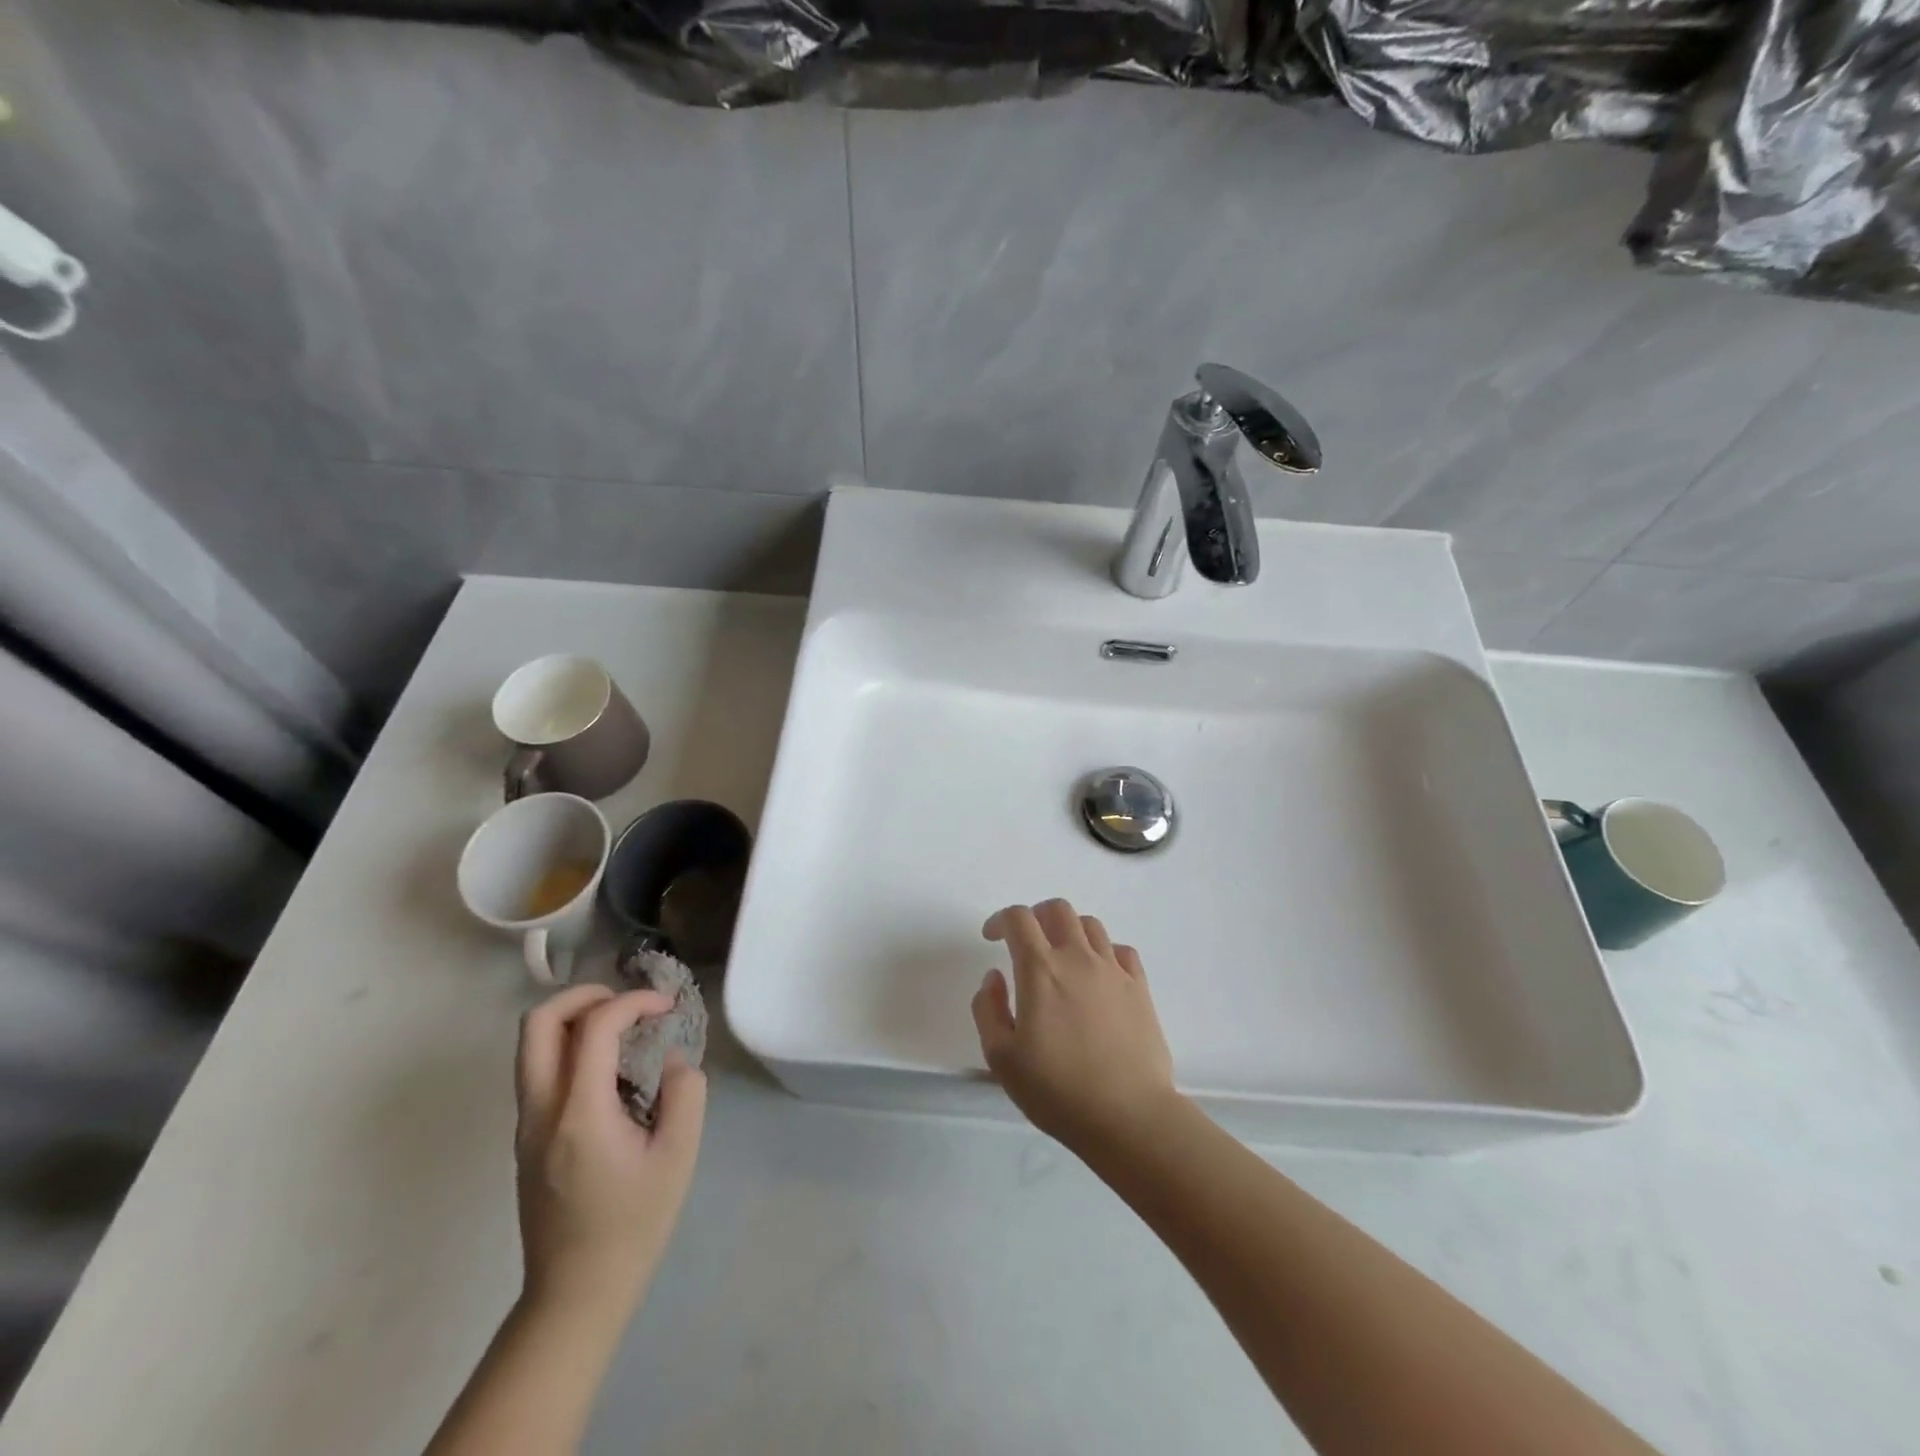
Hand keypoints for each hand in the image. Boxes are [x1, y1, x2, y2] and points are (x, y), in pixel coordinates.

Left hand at [513, 985, 706, 1317]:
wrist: (576, 1294)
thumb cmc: (632, 1225)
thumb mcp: (678, 1156)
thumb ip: (685, 1093)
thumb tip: (672, 1060)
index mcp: (579, 1113)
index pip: (594, 1027)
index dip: (633, 1002)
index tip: (666, 1007)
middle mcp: (540, 1111)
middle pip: (538, 1023)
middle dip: (584, 995)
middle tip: (627, 1002)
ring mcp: (526, 1126)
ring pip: (532, 1045)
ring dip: (575, 1019)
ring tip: (623, 1029)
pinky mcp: (527, 1139)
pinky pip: (541, 1070)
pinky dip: (572, 1048)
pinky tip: (612, 1071)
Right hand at [971, 898, 1178, 1153]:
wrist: (1128, 1116)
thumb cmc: (1057, 1090)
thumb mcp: (1002, 1058)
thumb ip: (988, 1009)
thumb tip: (994, 977)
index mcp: (1040, 970)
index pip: (1019, 919)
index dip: (1001, 920)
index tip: (991, 938)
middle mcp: (1077, 958)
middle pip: (1057, 909)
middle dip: (1036, 916)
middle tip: (1026, 942)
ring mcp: (1113, 970)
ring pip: (1090, 925)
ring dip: (1069, 930)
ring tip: (1061, 957)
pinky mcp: (1140, 987)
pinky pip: (1121, 950)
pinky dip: (1104, 951)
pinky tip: (1098, 973)